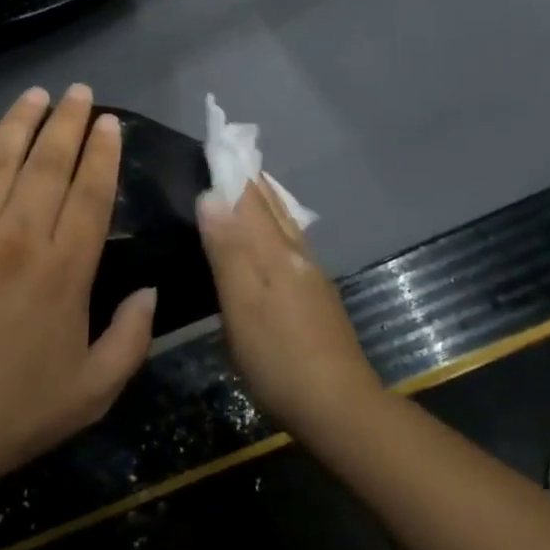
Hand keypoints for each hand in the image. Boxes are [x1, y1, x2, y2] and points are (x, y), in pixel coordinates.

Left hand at [0, 85, 157, 496]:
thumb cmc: (11, 415)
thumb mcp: (92, 392)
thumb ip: (131, 339)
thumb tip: (151, 291)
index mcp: (63, 271)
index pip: (90, 193)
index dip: (102, 153)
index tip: (108, 122)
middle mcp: (18, 237)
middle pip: (48, 164)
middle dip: (67, 122)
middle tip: (79, 91)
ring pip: (0, 160)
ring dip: (21, 122)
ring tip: (37, 94)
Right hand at [198, 180, 384, 441]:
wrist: (339, 408)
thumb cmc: (280, 357)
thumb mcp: (243, 305)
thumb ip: (228, 250)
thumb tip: (210, 195)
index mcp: (275, 251)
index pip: (250, 198)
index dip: (232, 171)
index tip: (216, 141)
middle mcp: (296, 254)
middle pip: (272, 206)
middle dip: (250, 180)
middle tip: (229, 155)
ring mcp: (310, 277)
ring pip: (285, 224)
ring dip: (265, 201)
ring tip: (248, 185)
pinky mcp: (315, 299)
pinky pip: (289, 244)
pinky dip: (275, 226)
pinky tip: (271, 239)